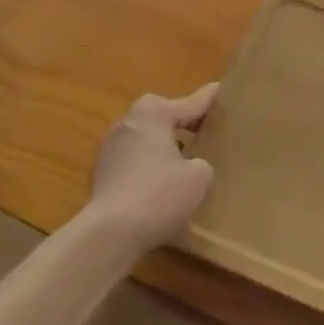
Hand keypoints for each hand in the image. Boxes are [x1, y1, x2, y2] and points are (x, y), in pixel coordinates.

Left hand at [85, 84, 216, 251]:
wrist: (107, 235)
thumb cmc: (158, 196)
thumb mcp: (199, 177)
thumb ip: (202, 163)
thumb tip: (193, 166)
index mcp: (154, 114)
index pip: (191, 102)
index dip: (210, 99)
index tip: (222, 89)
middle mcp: (129, 122)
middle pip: (162, 114)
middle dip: (182, 121)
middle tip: (204, 131)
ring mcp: (110, 148)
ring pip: (146, 137)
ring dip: (163, 145)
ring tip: (185, 160)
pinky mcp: (101, 173)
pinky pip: (134, 159)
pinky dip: (149, 165)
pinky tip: (162, 184)